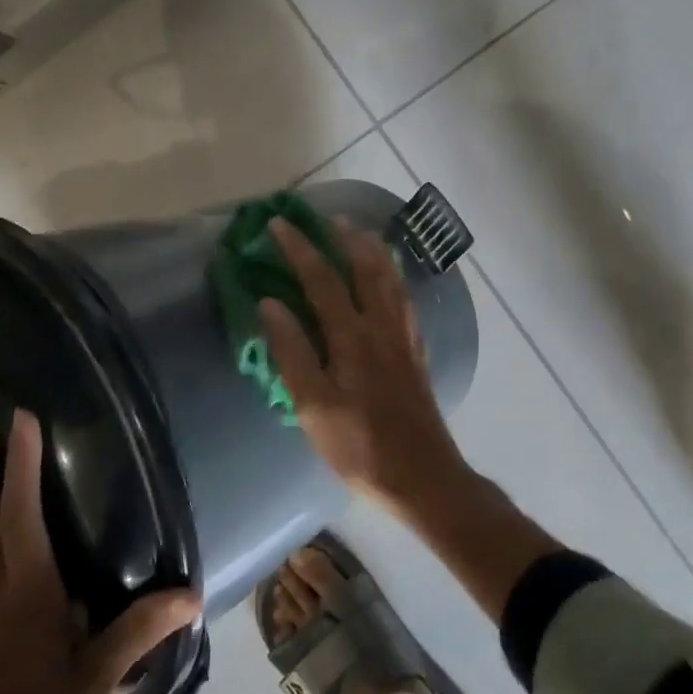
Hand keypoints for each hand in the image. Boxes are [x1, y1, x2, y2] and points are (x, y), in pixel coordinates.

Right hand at [260, 217, 469, 512]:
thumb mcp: (313, 406)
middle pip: (366, 268)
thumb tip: (271, 303)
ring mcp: (404, 338)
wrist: (421, 475)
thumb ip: (292, 351)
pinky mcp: (416, 353)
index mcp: (352, 336)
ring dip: (374, 251)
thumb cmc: (359, 445)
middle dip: (345, 238)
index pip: (322, 279)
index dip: (300, 248)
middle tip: (328, 218)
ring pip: (391, 279)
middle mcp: (382, 326)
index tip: (278, 224)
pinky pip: (405, 300)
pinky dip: (394, 278)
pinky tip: (392, 281)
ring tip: (362, 233)